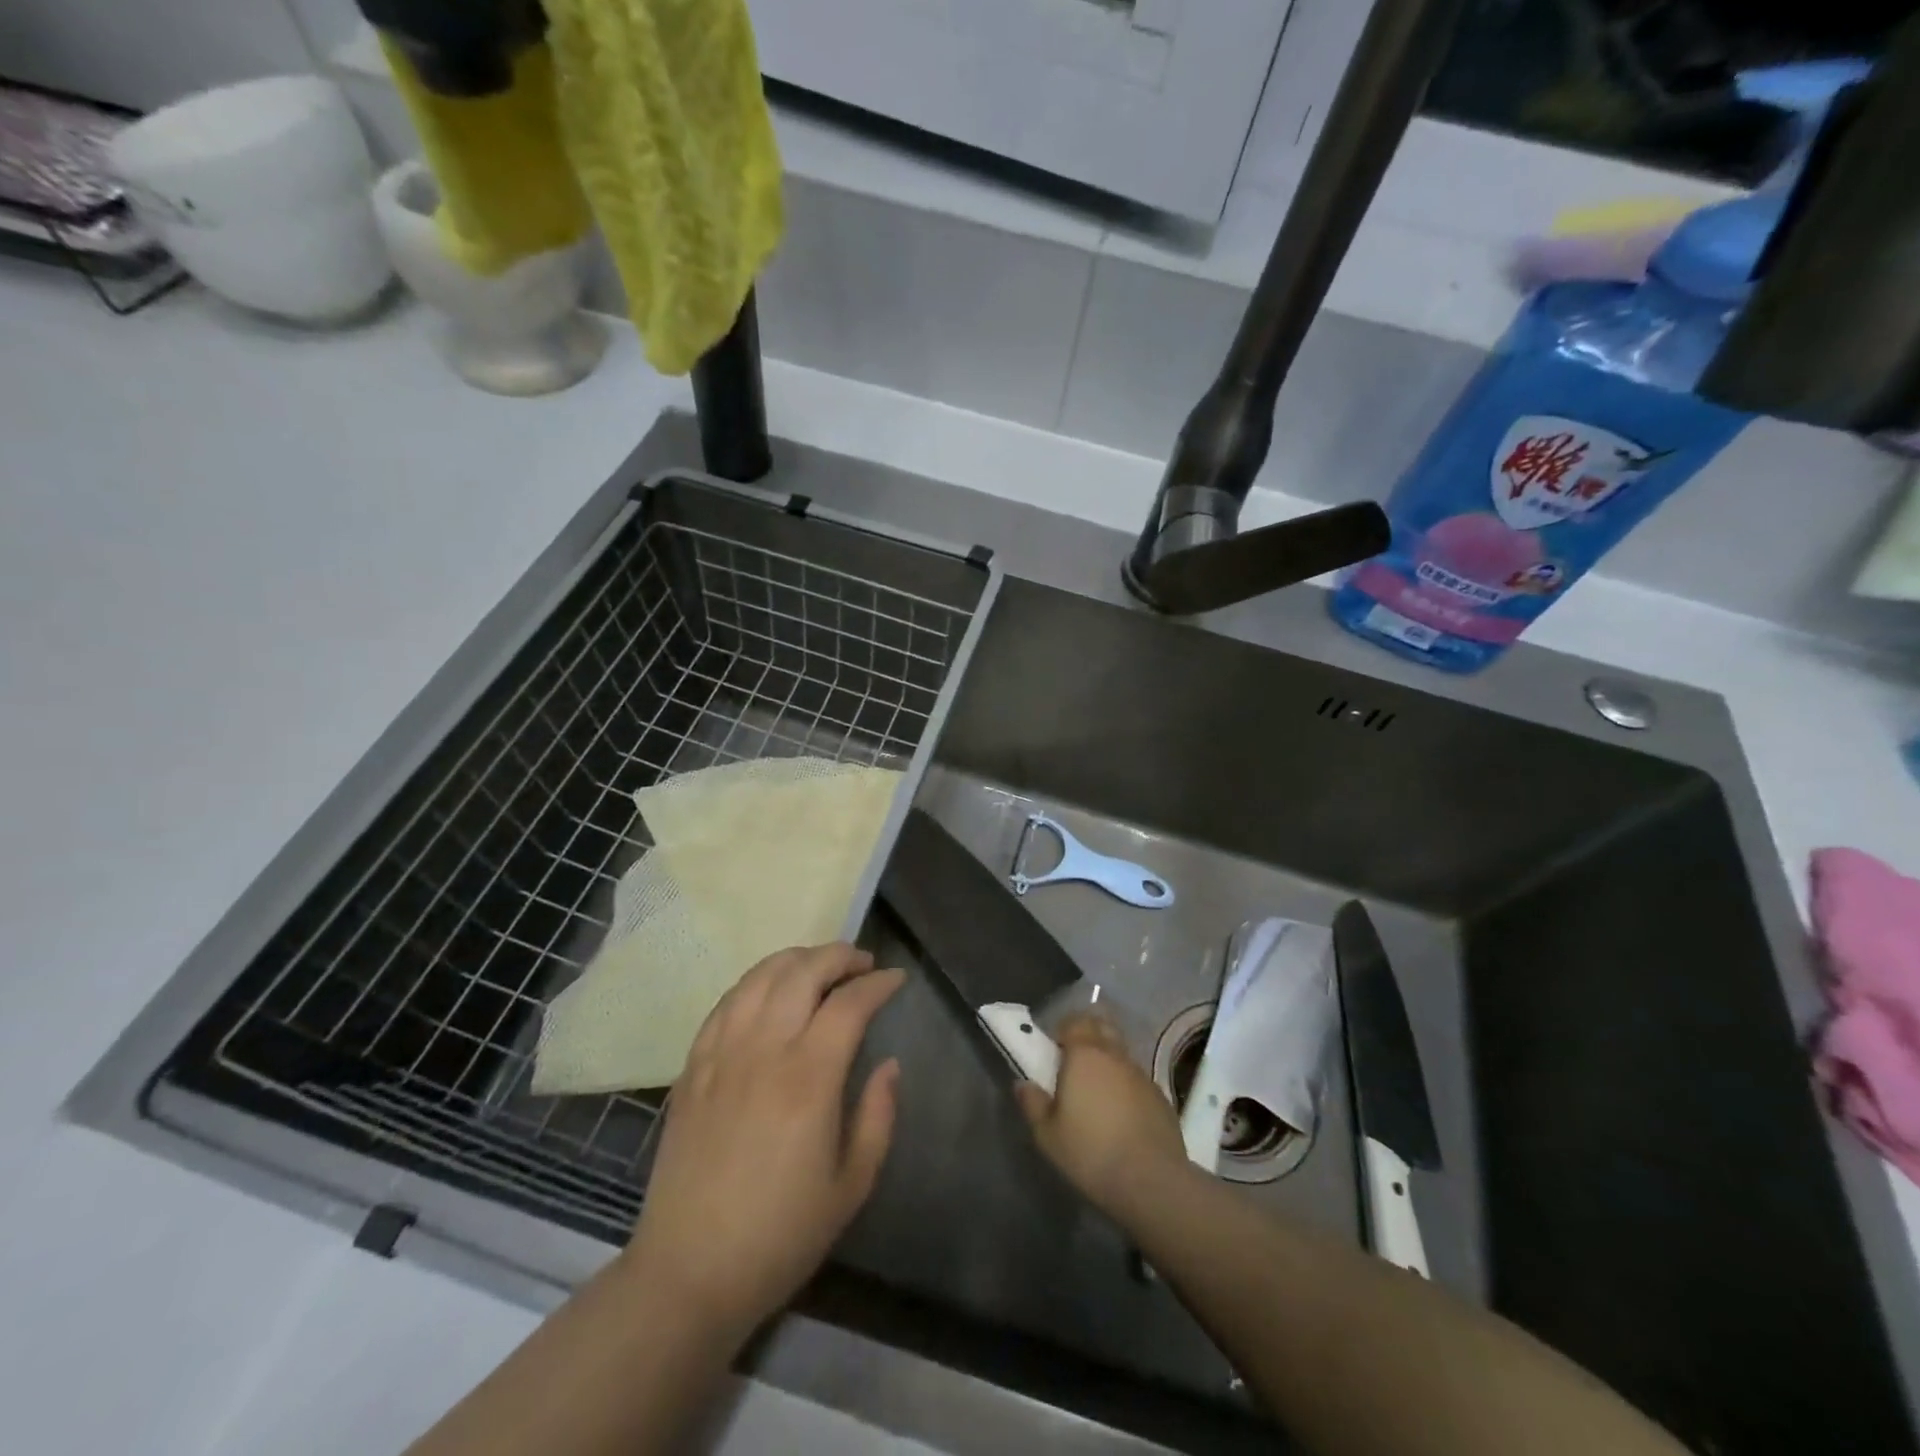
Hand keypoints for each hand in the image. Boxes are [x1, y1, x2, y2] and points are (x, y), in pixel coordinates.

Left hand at [624, 943, 904, 1340]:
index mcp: (809, 1079)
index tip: (896, 979)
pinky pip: (726, 1001)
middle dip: (839, 955)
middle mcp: (764, 1051)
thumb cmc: (780, 1235)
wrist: (688, 1273)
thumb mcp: (852, 1185)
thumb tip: (889, 1064)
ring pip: (761, 976)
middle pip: (803, 972)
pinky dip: (756, 981)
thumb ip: (879, 1116)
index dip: (878, 983)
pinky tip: (770, 990)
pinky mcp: (693, 1065)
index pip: (849, 1004)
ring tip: (820, 966)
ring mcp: (722, 1053)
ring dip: (797, 958)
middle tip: (862, 964)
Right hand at [1014, 1013, 1189, 1222]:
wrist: (1152, 1181)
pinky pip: (1137, 1080)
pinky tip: (1121, 1116)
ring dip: (1108, 1063)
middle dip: (1088, 1035)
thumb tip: (1023, 1084)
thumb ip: (1032, 1103)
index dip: (1064, 1029)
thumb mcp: (1047, 1135)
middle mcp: (1115, 1055)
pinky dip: (1126, 1087)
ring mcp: (1142, 1074)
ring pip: (1121, 1054)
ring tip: (1097, 1094)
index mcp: (1085, 1054)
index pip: (1075, 1021)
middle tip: (1074, 1063)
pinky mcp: (1161, 1097)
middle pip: (1102, 1027)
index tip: (1054, 1050)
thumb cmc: (1091, 1152)